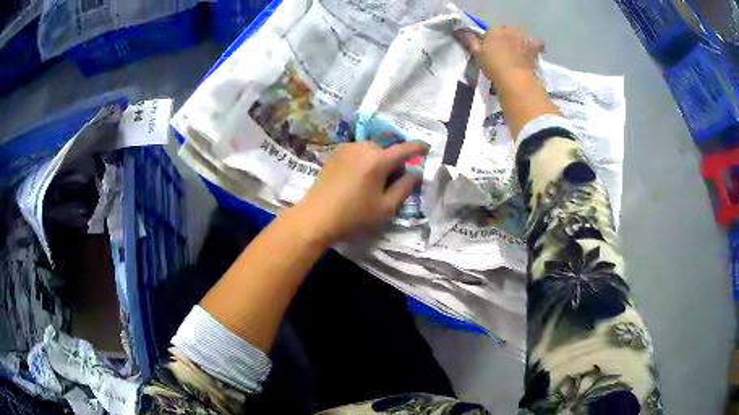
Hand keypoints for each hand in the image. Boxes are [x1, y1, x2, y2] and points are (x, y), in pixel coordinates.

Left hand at [287, 141, 427, 244]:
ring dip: (378, 163)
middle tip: (389, 186)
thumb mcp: (385, 207)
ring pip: (373, 152)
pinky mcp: (335, 153)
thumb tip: (415, 173)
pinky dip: (364, 162)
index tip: (426, 148)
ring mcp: (347, 148)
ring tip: (371, 184)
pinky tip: (356, 180)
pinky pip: (358, 153)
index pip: (405, 149)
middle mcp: (364, 147)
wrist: (316, 217)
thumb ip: (405, 187)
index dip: (418, 148)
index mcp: (379, 160)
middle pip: (388, 152)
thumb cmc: (353, 215)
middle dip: (393, 165)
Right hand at [455, 26, 543, 82]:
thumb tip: (460, 32)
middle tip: (505, 53)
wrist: (514, 78)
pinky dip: (536, 47)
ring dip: (521, 42)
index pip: (492, 30)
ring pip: (522, 36)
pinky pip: (537, 43)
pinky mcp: (535, 47)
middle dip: (507, 38)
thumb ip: (470, 42)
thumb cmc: (493, 66)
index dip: (492, 39)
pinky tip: (533, 54)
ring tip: (519, 54)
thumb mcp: (477, 54)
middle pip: (508, 31)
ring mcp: (524, 37)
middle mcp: (509, 29)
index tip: (491, 49)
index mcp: (494, 29)